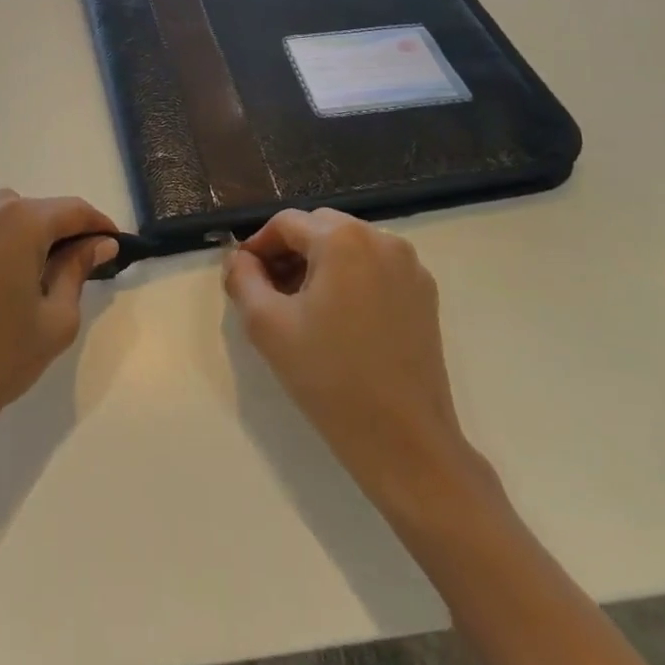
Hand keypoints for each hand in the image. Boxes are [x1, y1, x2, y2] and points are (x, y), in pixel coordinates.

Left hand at [0, 171, 117, 458]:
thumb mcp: (54, 322)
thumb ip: (77, 272)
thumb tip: (99, 242)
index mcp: (24, 224)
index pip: (73, 212)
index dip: (97, 226)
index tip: (110, 245)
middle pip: (32, 211)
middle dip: (54, 235)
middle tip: (61, 274)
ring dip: (11, 226)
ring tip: (15, 266)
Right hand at [223, 208, 487, 513]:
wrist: (403, 441)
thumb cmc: (329, 378)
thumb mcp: (267, 325)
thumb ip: (243, 279)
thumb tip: (239, 259)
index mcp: (343, 240)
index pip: (286, 223)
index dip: (258, 245)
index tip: (243, 276)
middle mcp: (382, 240)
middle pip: (320, 228)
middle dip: (289, 251)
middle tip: (269, 290)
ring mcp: (410, 266)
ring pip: (349, 246)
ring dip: (320, 263)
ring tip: (302, 306)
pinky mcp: (425, 294)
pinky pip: (376, 267)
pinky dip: (351, 278)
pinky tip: (339, 319)